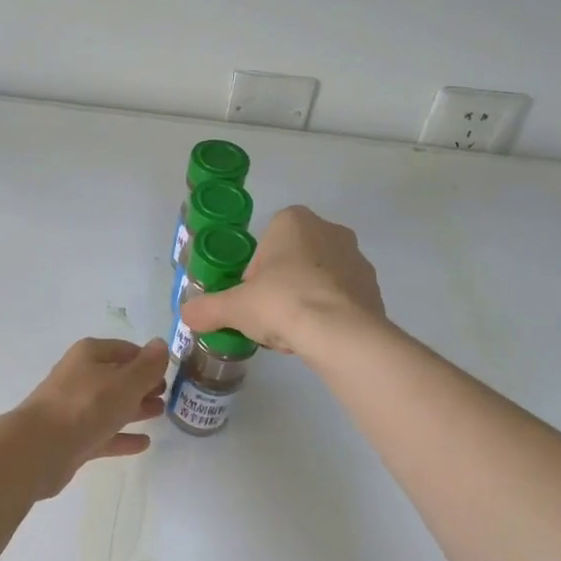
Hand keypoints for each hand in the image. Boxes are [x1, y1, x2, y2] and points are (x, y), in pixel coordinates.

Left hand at [13, 337, 170, 496]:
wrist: (40, 448)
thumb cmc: (86, 406)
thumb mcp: (125, 382)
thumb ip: (147, 366)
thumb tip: (160, 344)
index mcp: (89, 355)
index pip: (126, 350)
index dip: (148, 359)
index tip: (170, 372)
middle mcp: (80, 377)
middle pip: (117, 377)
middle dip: (142, 384)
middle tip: (167, 394)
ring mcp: (75, 408)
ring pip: (111, 405)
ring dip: (135, 408)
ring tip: (161, 413)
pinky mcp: (73, 438)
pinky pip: (104, 433)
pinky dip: (122, 436)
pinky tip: (143, 443)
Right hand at [180, 206, 384, 358]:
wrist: (340, 334)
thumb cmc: (282, 303)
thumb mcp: (233, 307)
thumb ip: (207, 309)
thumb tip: (186, 316)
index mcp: (294, 221)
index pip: (265, 243)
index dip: (254, 273)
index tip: (250, 298)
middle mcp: (330, 230)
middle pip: (293, 260)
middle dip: (280, 286)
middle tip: (269, 316)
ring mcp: (357, 259)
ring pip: (318, 280)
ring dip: (305, 300)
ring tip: (293, 333)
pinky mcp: (374, 289)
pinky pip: (341, 299)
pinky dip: (328, 315)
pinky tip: (317, 339)